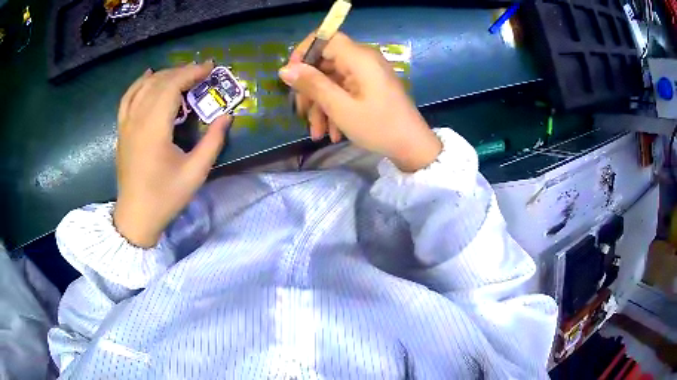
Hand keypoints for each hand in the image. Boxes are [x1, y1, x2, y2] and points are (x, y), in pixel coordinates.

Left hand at [114, 62, 231, 247]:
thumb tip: (228, 116)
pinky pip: (127, 98)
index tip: (209, 68)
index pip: (171, 87)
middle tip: (201, 71)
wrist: (136, 216)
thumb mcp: (195, 173)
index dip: (191, 73)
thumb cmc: (165, 197)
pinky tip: (148, 76)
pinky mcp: (122, 131)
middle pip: (158, 83)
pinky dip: (138, 83)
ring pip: (143, 87)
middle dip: (181, 71)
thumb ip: (213, 142)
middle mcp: (137, 120)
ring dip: (163, 75)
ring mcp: (126, 125)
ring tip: (181, 74)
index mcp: (154, 129)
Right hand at [279, 32, 441, 171]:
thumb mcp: (341, 108)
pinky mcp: (370, 87)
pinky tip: (332, 133)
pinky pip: (345, 91)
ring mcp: (367, 75)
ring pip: (333, 81)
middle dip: (310, 89)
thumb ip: (313, 84)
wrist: (413, 147)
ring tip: (317, 133)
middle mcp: (363, 60)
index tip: (292, 76)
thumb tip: (284, 69)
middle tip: (301, 114)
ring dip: (321, 106)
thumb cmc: (379, 127)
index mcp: (359, 57)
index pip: (325, 38)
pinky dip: (335, 109)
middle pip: (326, 63)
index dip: (304, 52)